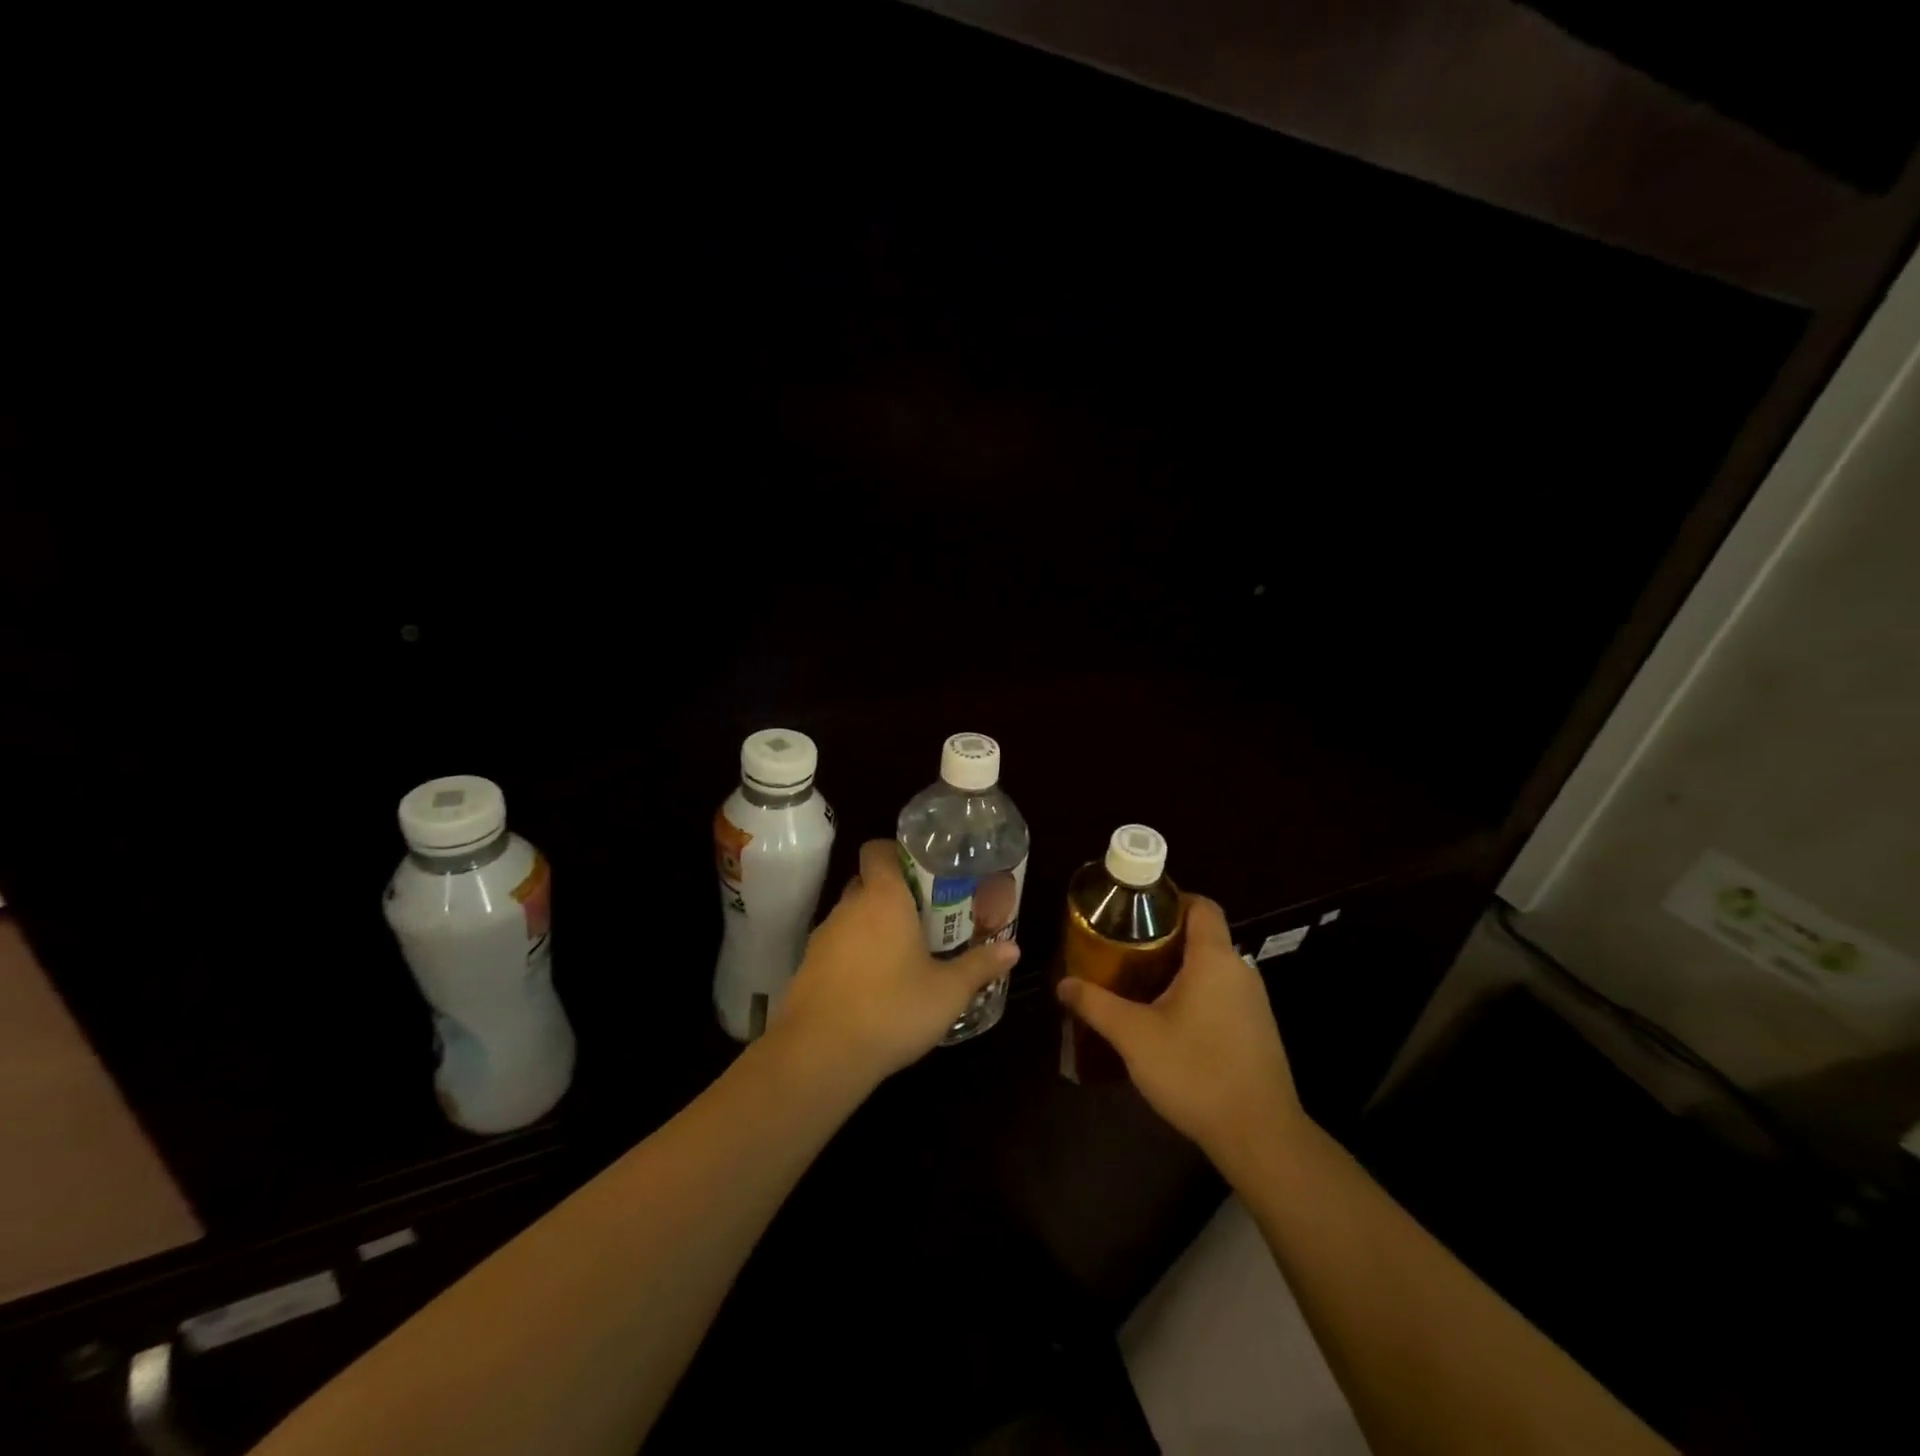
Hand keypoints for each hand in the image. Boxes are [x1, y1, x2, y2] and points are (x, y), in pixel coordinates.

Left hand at [773, 839, 1019, 1089]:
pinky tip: (875, 985)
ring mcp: (823, 937)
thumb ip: (979, 965)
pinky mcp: (808, 967)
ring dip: (873, 927)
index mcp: (883, 898)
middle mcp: (848, 907)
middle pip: (867, 883)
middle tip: (924, 916)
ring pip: (851, 916)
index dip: (897, 853)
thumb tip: (1013, 949)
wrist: (821, 1054)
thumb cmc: (892, 1009)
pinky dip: (854, 955)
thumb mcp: (948, 991)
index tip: (923, 873)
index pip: (878, 850)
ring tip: (903, 954)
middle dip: (892, 894)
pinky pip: (837, 946)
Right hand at [1057, 896, 1303, 1173]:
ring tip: (1138, 982)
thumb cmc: (1195, 1071)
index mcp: (1214, 958)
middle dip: (1164, 937)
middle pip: (1203, 935)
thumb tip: (1064, 984)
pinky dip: (1195, 994)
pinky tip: (1169, 1021)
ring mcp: (1254, 1002)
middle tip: (1124, 948)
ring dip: (1178, 969)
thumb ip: (1096, 1005)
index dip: (1170, 898)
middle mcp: (1239, 971)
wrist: (1259, 1135)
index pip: (1200, 905)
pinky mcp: (1257, 1030)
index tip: (1135, 909)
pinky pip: (1222, 994)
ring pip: (1212, 968)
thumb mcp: (1134, 1036)